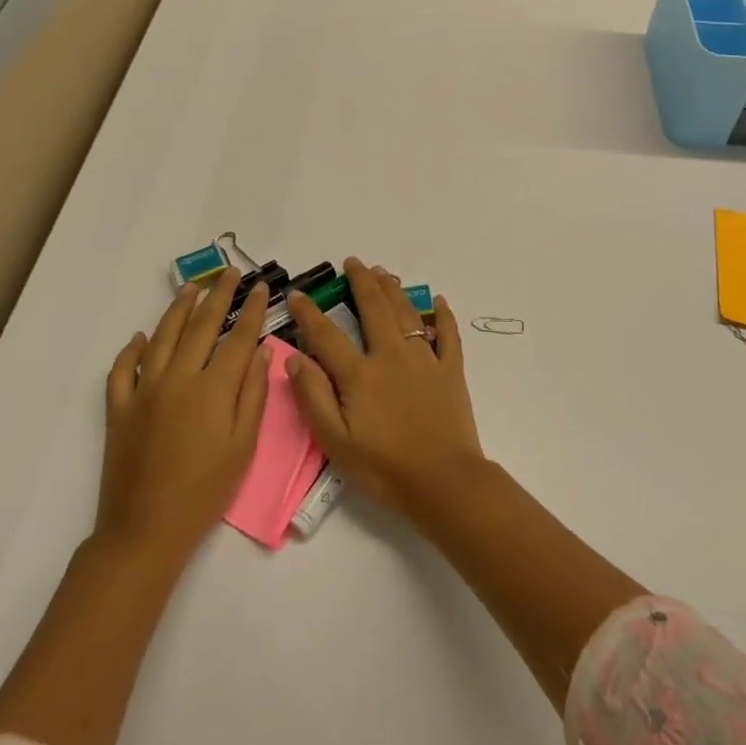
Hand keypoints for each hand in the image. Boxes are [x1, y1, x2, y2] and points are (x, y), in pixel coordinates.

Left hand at [95, 270, 271, 559]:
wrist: (145, 530)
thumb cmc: (205, 492)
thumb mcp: (243, 446)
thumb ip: (253, 394)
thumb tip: (262, 351)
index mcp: (213, 388)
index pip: (238, 338)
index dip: (253, 310)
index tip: (262, 288)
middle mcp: (178, 378)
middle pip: (201, 326)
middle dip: (219, 296)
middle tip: (230, 273)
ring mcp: (144, 390)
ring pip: (162, 337)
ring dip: (178, 309)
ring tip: (192, 287)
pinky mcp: (119, 408)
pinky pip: (123, 369)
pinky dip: (131, 349)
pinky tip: (140, 337)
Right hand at [284, 258, 485, 515]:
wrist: (443, 482)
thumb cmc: (383, 468)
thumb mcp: (335, 441)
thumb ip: (313, 396)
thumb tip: (294, 358)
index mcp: (360, 374)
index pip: (327, 335)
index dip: (310, 313)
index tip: (298, 294)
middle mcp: (391, 356)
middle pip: (374, 309)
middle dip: (361, 282)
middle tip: (354, 262)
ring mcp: (425, 359)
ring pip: (407, 314)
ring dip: (393, 290)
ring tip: (383, 272)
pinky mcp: (451, 371)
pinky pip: (448, 335)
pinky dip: (443, 315)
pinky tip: (437, 300)